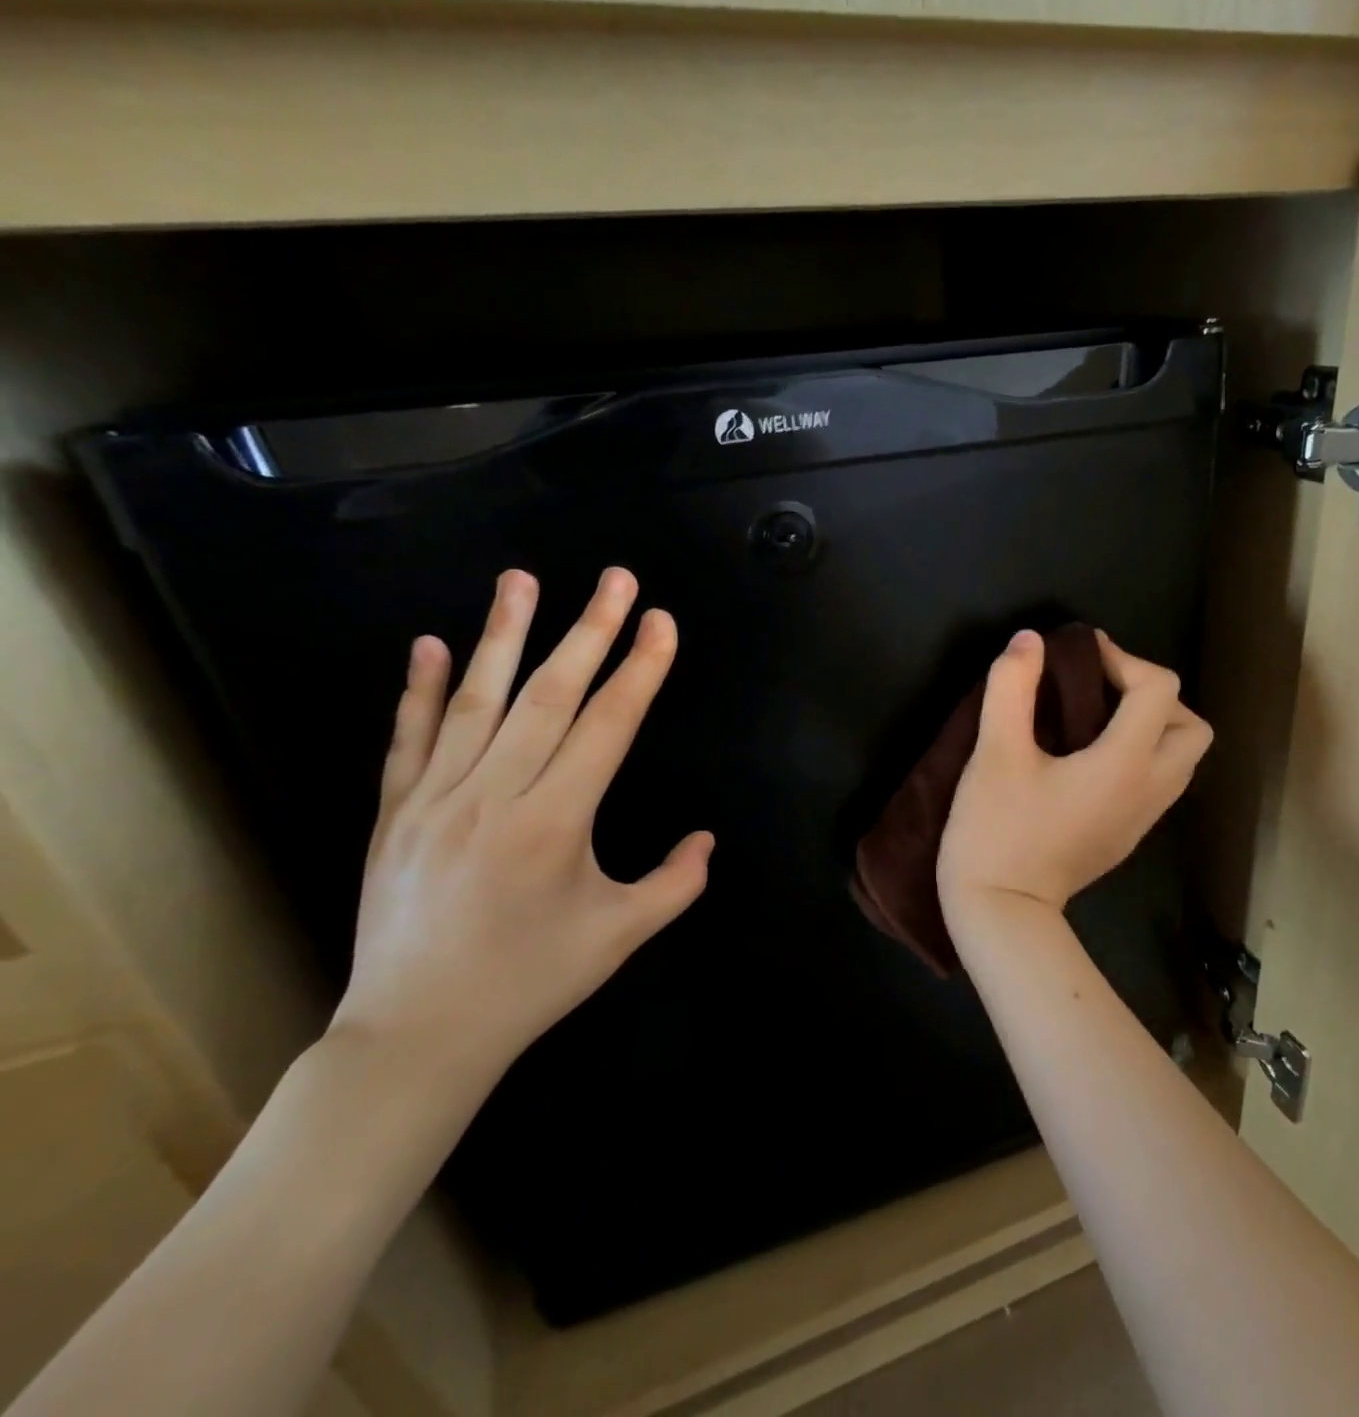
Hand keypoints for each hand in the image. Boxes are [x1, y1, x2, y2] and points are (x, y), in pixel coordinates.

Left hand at [330, 567, 712, 1083]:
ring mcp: (435, 800)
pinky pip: (410, 739)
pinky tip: (433, 645)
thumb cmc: (531, 982)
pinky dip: (422, 689)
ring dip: (504, 634)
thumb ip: (676, 883)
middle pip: (549, 695)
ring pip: (477, 701)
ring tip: (523, 579)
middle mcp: (494, 796)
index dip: (640, 669)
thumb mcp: (621, 935)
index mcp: (555, 823)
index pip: (608, 725)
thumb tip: (706, 839)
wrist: (416, 1035)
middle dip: (590, 630)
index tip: (660, 622)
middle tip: (616, 579)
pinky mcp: (395, 813)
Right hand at [937, 628, 1212, 920]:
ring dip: (1152, 725)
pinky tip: (1091, 755)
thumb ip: (1012, 687)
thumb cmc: (997, 831)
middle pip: (1191, 726)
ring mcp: (1143, 819)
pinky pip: (1159, 781)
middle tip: (1102, 689)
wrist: (1002, 914)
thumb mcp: (995, 753)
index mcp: (1126, 764)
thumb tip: (1030, 640)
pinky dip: (1142, 754)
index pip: (1158, 689)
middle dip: (1153, 695)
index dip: (1123, 658)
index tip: (1080, 654)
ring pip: (1180, 757)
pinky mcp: (1127, 836)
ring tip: (1097, 717)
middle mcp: (1149, 790)